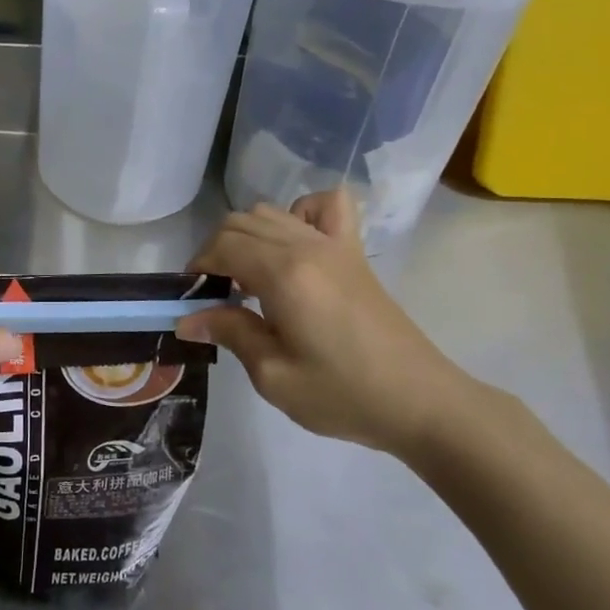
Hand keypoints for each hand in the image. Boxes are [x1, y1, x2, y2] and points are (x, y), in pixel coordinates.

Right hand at [178, 191, 493, 459]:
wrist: (421, 402)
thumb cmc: (343, 394)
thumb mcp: (273, 375)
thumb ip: (230, 333)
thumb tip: (188, 317)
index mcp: (284, 275)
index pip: (222, 246)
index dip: (199, 267)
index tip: (193, 299)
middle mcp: (306, 246)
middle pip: (241, 222)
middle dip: (216, 251)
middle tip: (215, 293)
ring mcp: (335, 244)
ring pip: (272, 212)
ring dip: (247, 235)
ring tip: (248, 277)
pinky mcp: (354, 253)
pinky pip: (325, 206)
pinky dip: (300, 212)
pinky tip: (294, 244)